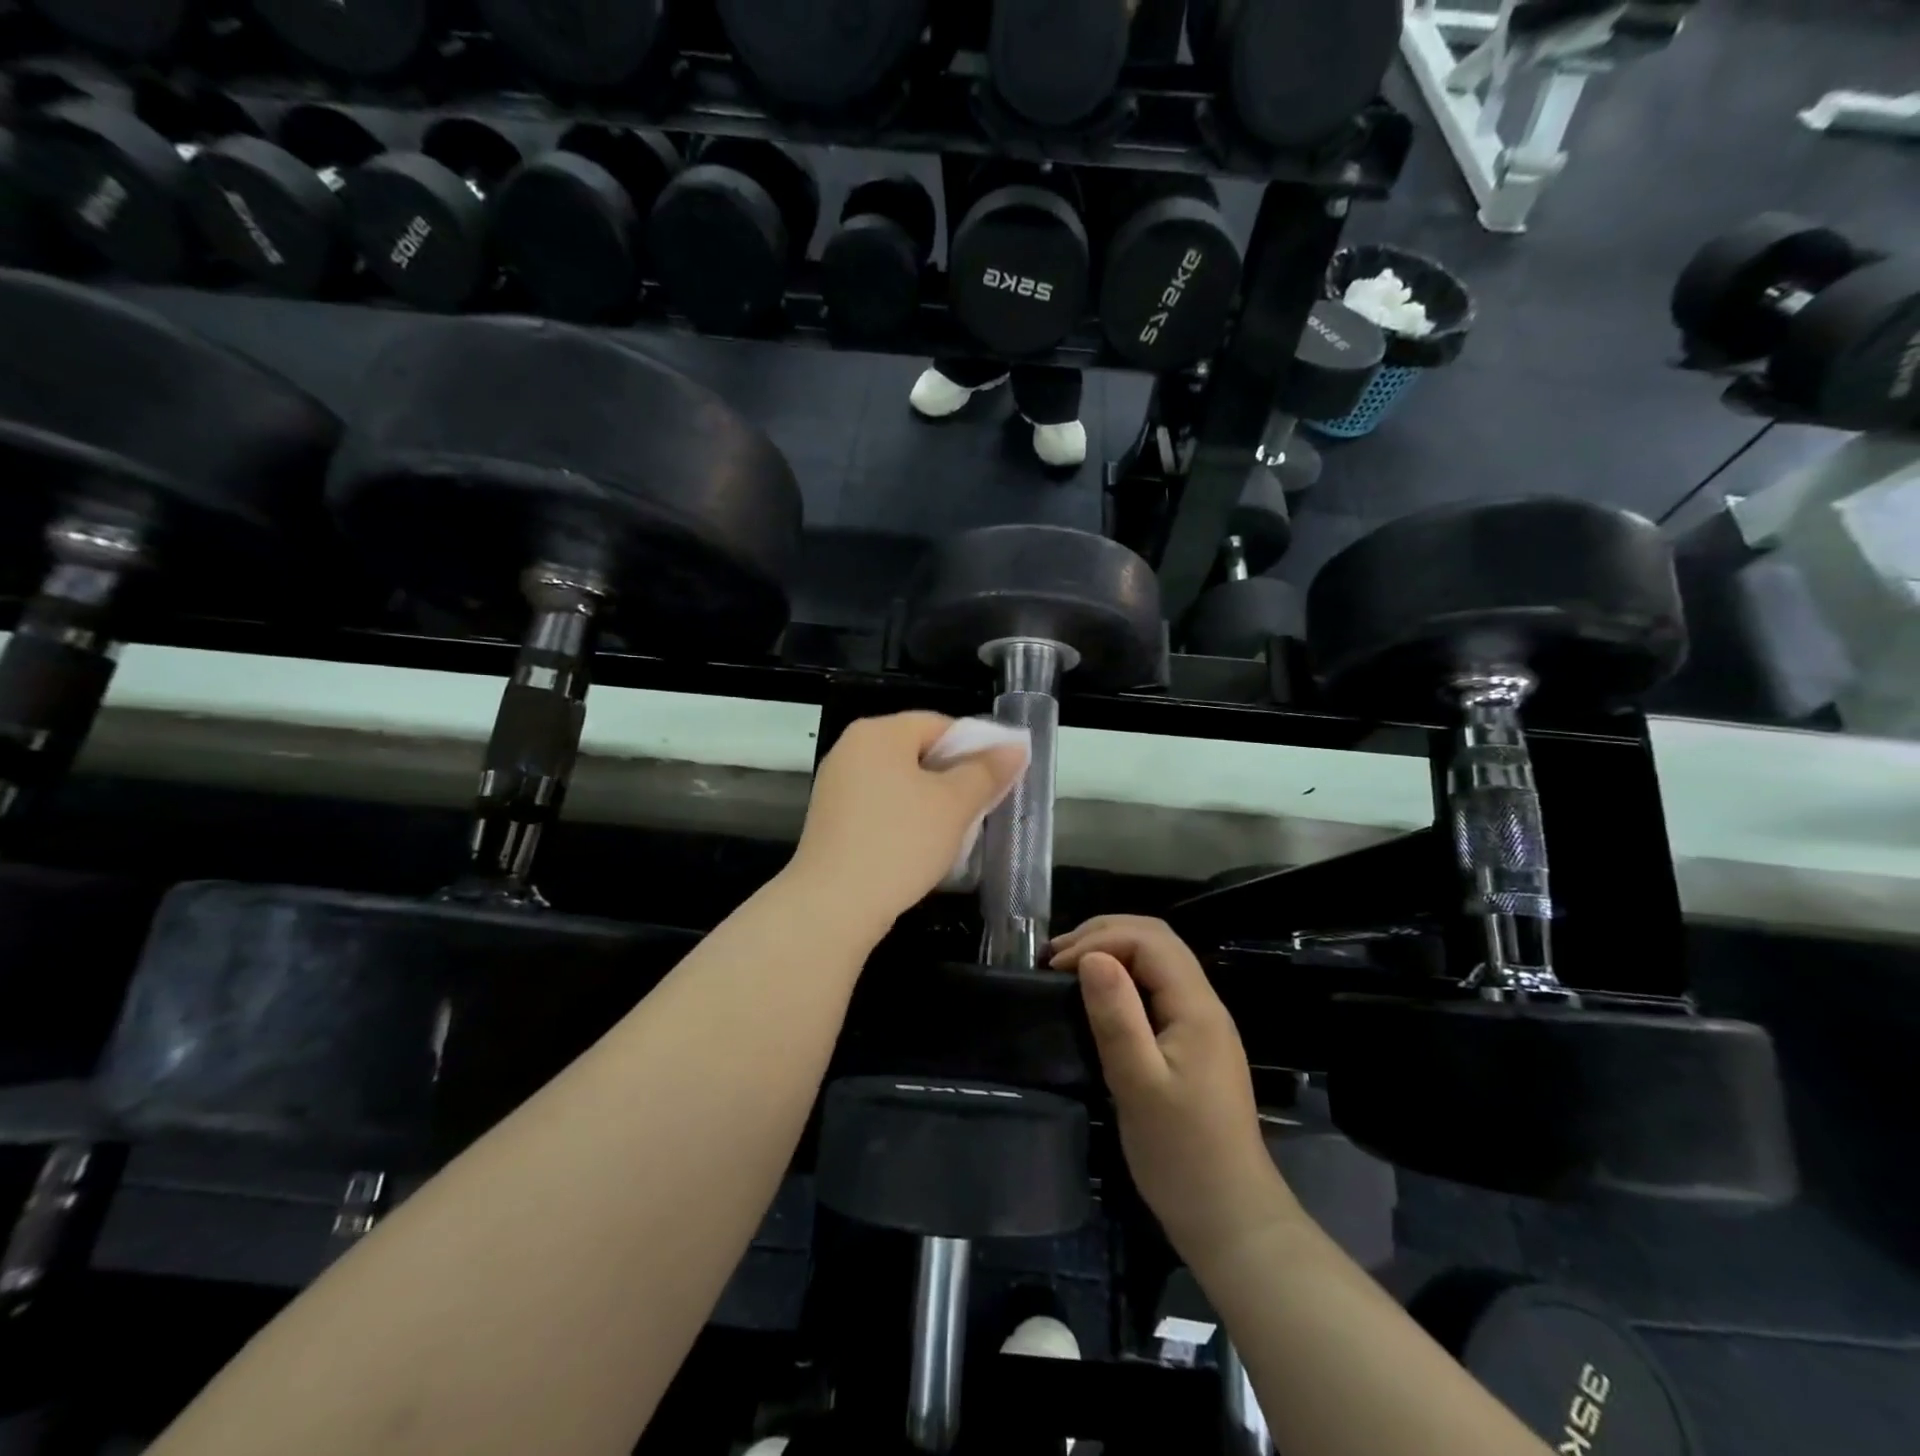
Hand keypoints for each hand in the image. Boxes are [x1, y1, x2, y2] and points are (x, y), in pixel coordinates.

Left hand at [788, 712, 1025, 935]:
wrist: (833, 904)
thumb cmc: (900, 842)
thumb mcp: (955, 804)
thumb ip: (987, 771)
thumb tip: (1015, 747)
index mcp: (878, 733)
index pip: (939, 724)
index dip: (976, 746)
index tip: (1000, 777)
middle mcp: (851, 749)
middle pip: (918, 751)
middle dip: (955, 776)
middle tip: (985, 804)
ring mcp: (837, 785)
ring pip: (900, 781)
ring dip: (933, 800)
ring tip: (959, 828)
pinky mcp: (832, 819)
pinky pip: (881, 805)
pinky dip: (906, 817)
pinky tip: (923, 845)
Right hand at [1050, 916, 1293, 1264]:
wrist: (1230, 1218)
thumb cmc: (1181, 1154)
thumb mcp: (1138, 1084)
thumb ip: (1117, 1016)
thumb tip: (1091, 957)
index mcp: (1196, 1006)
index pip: (1150, 940)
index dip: (1099, 939)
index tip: (1056, 966)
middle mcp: (1204, 1004)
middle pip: (1157, 940)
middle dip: (1104, 934)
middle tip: (1056, 957)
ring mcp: (1201, 1023)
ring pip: (1157, 961)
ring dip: (1112, 951)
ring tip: (1068, 968)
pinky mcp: (1192, 1043)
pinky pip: (1157, 988)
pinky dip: (1123, 977)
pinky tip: (1098, 997)